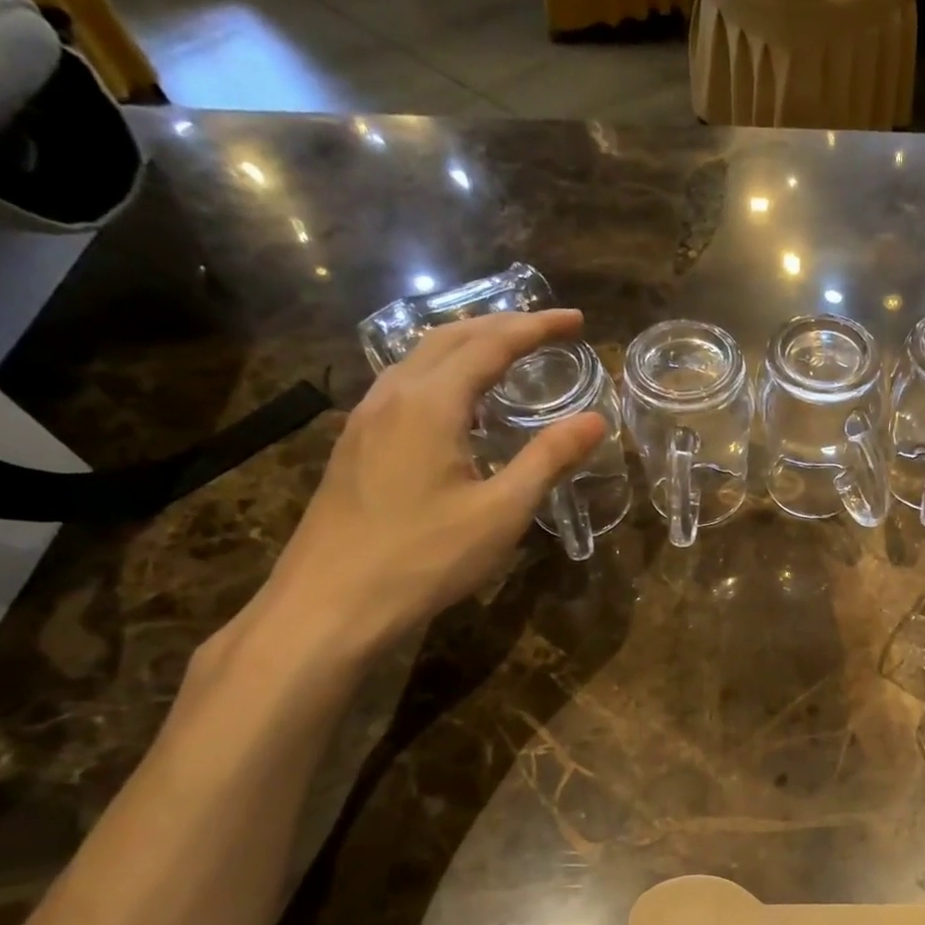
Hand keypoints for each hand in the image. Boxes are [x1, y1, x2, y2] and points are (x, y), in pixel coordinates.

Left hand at [238, 309, 606, 660]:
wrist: (329, 603)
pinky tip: (458, 402)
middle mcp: (393, 395)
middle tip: (549, 330)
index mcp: (431, 403)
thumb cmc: (425, 557)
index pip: (491, 344)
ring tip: (509, 354)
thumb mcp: (502, 511)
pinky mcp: (355, 443)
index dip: (536, 327)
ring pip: (420, 357)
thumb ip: (549, 459)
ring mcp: (365, 418)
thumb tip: (594, 420)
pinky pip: (405, 384)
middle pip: (451, 337)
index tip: (577, 321)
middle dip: (503, 325)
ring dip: (469, 344)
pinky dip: (444, 372)